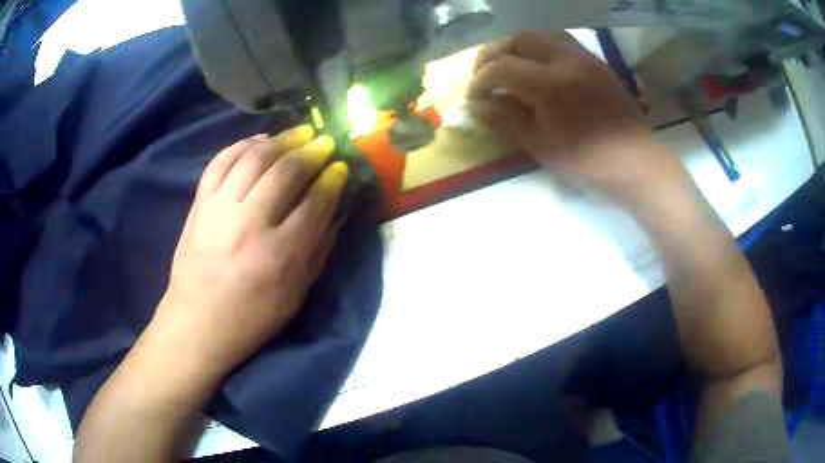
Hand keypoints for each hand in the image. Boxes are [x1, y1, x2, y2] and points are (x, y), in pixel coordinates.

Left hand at [150, 126, 348, 379]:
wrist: (197, 323)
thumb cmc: (252, 318)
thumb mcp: (296, 294)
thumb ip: (319, 250)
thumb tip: (337, 212)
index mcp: (280, 254)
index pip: (314, 202)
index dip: (332, 180)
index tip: (341, 168)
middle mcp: (249, 223)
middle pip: (286, 172)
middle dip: (311, 152)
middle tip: (324, 142)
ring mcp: (219, 209)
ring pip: (254, 159)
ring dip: (281, 140)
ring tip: (299, 133)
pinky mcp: (199, 204)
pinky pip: (220, 162)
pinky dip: (242, 145)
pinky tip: (259, 140)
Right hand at [467, 31, 685, 204]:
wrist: (637, 165)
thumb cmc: (589, 163)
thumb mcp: (541, 146)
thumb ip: (506, 119)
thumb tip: (476, 106)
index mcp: (552, 83)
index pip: (502, 67)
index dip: (480, 81)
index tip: (474, 98)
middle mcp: (567, 59)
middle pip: (519, 38)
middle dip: (495, 53)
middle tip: (486, 75)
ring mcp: (585, 57)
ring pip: (541, 34)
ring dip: (518, 45)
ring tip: (510, 65)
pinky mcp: (597, 62)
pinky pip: (561, 42)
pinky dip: (540, 48)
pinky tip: (538, 67)